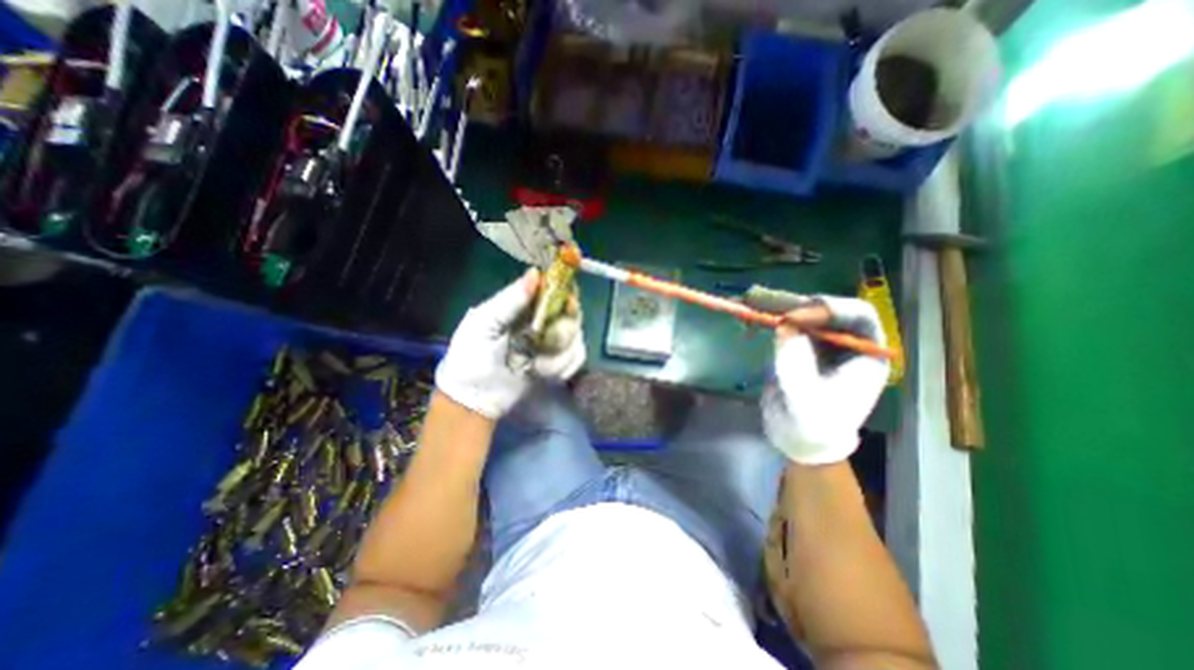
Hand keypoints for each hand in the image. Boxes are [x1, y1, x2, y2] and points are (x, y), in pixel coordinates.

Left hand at [439, 266, 587, 417]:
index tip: (567, 301)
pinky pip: (576, 358)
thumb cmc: (471, 356)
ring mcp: (553, 343)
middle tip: (547, 342)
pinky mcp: (559, 364)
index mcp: (523, 307)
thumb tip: (534, 273)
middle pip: (571, 313)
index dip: (563, 291)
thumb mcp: (484, 323)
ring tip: (536, 366)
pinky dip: (564, 366)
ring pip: (576, 338)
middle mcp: (542, 321)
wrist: (474, 398)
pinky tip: (543, 373)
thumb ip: (510, 300)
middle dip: (564, 328)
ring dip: (559, 354)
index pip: (552, 290)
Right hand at [759, 299, 890, 464]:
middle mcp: (847, 343)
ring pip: (805, 313)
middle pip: (827, 310)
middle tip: (767, 301)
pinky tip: (753, 316)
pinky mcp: (800, 345)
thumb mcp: (805, 401)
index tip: (796, 315)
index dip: (830, 309)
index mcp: (866, 355)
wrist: (799, 439)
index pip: (859, 317)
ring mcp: (822, 343)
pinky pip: (788, 324)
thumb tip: (784, 327)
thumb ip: (796, 364)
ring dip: (780, 306)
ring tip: (754, 302)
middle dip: (797, 304)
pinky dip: (770, 317)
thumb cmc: (813, 426)